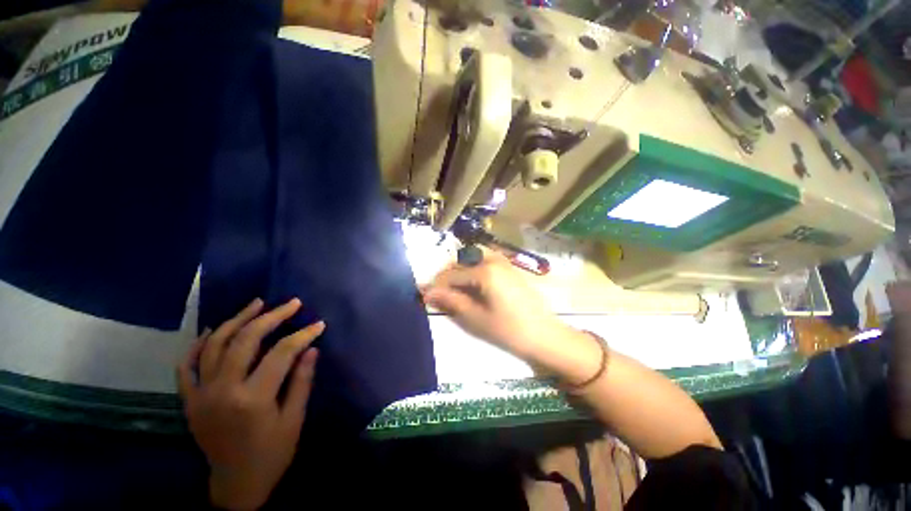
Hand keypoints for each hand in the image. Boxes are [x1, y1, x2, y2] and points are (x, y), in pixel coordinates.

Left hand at [177, 298, 325, 510]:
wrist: (236, 484)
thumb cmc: (273, 453)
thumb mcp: (295, 419)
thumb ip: (302, 380)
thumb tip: (311, 347)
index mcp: (253, 398)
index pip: (282, 352)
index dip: (303, 334)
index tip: (319, 324)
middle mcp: (222, 390)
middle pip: (246, 340)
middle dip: (272, 316)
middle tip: (291, 303)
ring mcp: (200, 394)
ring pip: (214, 345)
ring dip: (237, 320)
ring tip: (256, 304)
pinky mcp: (189, 400)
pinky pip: (186, 365)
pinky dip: (198, 344)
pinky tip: (214, 330)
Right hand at [422, 251, 569, 362]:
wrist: (543, 335)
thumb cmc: (508, 330)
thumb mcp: (475, 317)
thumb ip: (451, 301)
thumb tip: (427, 293)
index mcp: (485, 271)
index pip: (452, 275)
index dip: (436, 286)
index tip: (424, 296)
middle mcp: (493, 260)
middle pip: (461, 262)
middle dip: (446, 277)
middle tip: (438, 294)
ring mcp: (503, 262)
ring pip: (472, 258)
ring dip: (459, 270)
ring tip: (453, 289)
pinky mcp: (509, 268)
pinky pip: (485, 261)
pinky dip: (473, 268)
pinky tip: (471, 284)